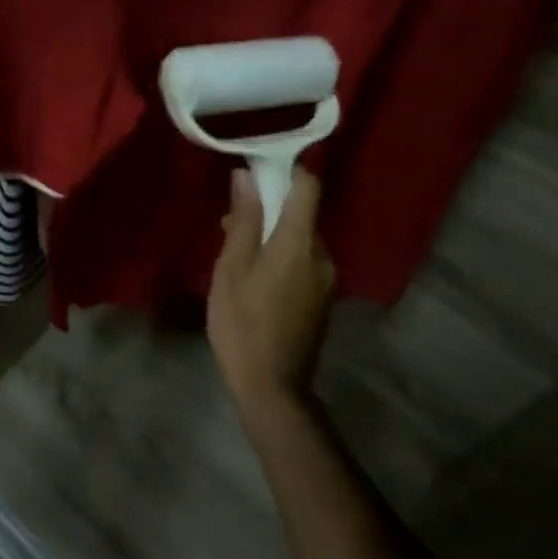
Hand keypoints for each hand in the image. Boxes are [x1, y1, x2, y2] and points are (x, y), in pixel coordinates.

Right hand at [207, 166, 335, 416]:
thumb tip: (246, 176)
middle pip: (302, 212)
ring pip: (300, 238)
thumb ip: (244, 219)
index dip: (286, 170)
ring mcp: (327, 279)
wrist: (272, 389)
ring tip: (236, 251)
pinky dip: (282, 255)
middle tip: (230, 220)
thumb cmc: (243, 323)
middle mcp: (322, 254)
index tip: (257, 169)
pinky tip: (254, 276)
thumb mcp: (232, 267)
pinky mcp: (323, 299)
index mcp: (300, 242)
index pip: (308, 186)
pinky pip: (304, 260)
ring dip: (272, 233)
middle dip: (269, 207)